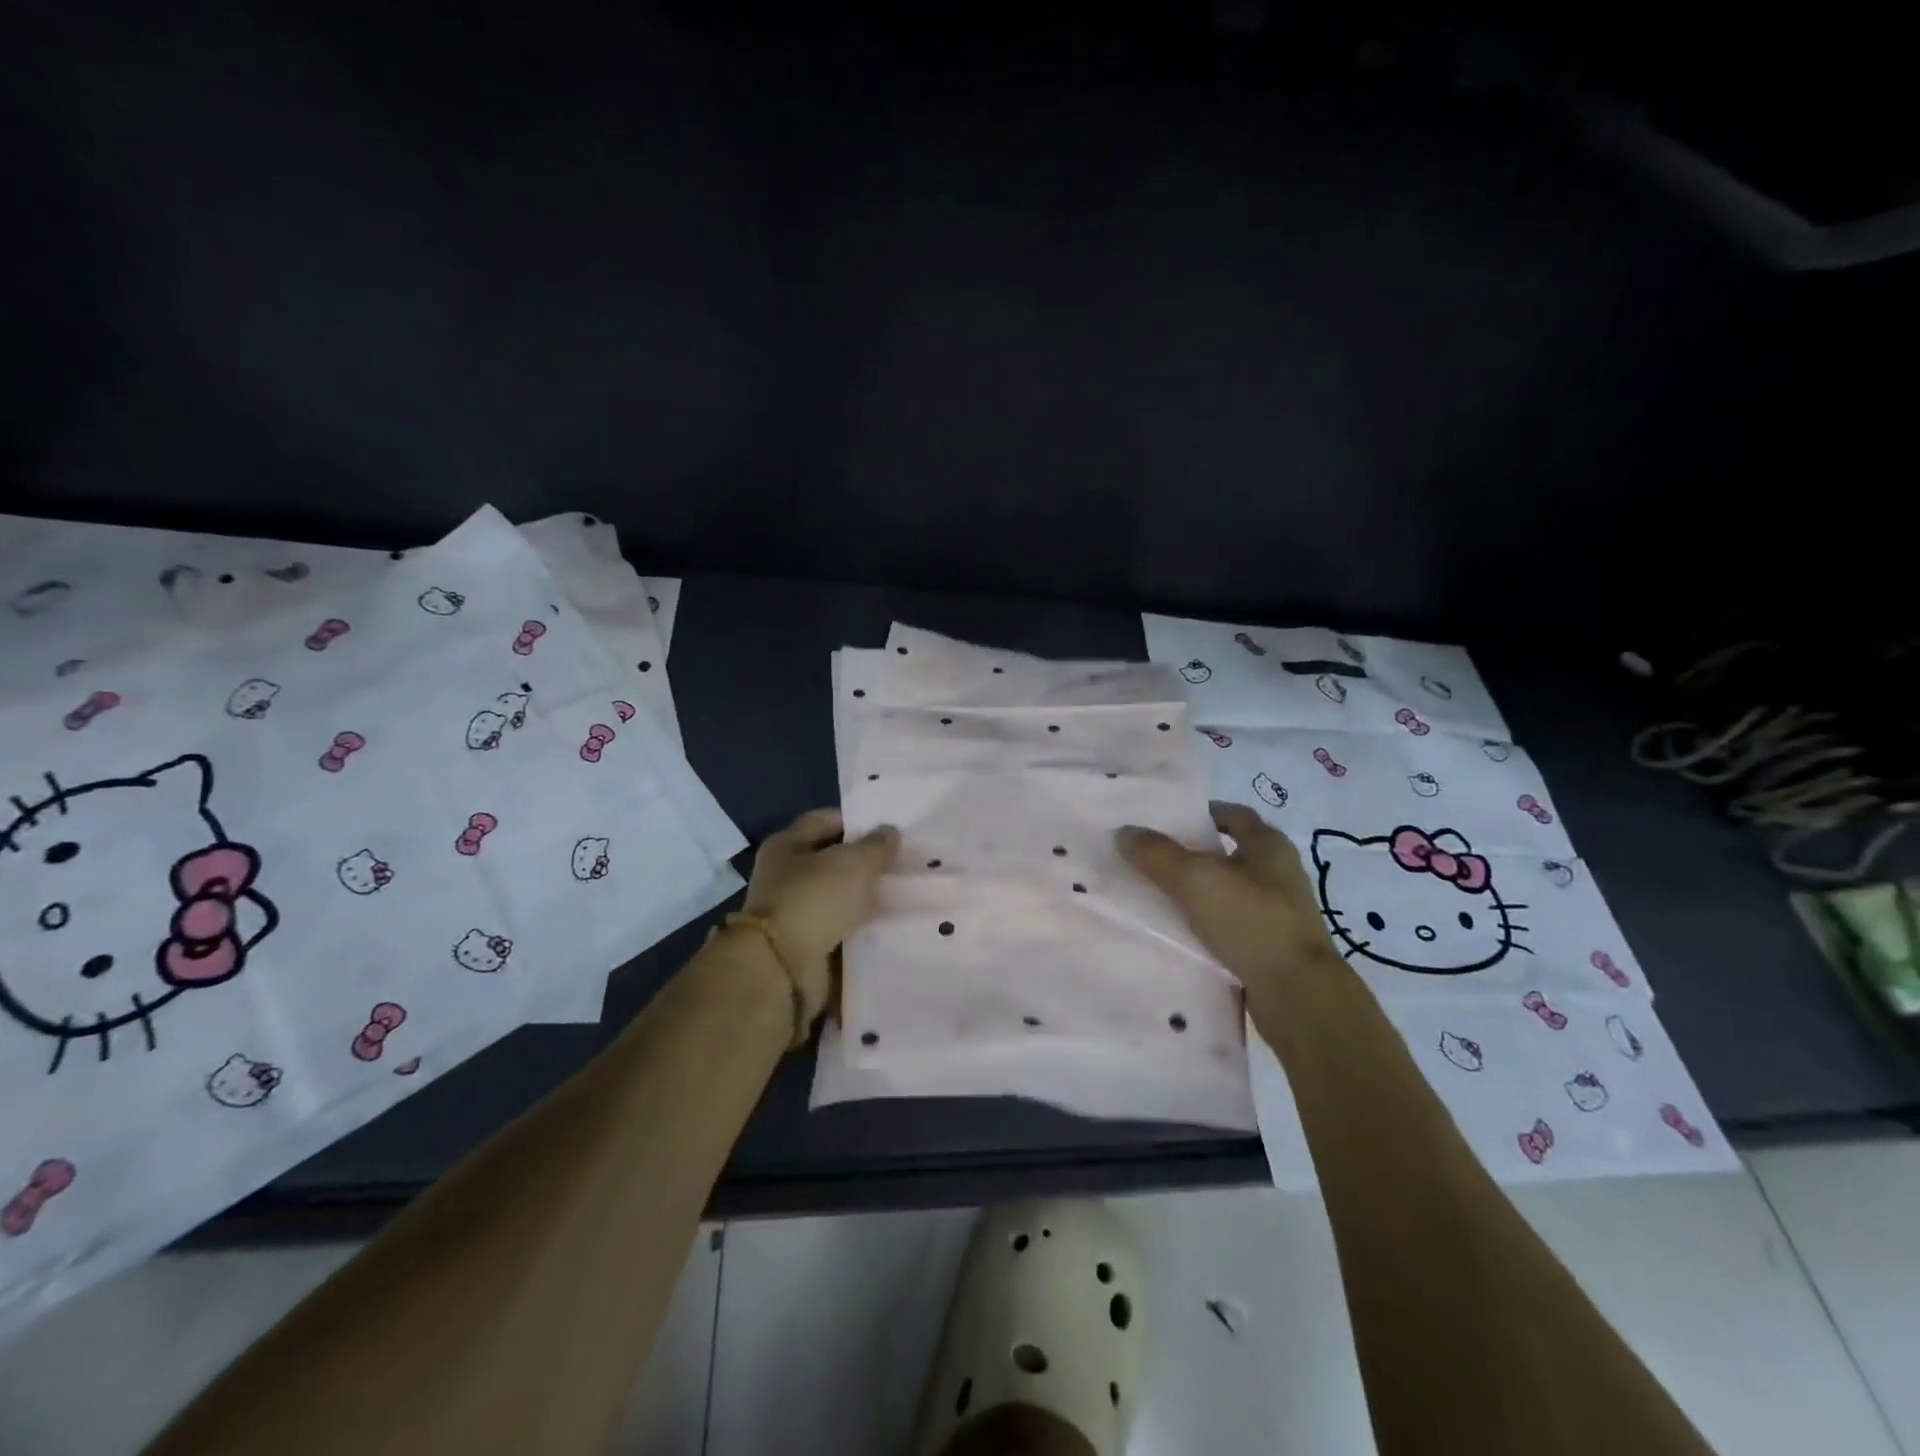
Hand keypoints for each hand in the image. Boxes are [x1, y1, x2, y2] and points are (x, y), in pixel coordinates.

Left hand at [743, 808, 899, 1019]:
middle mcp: (785, 876)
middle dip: (866, 864)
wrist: (782, 969)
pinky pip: (840, 930)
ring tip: (904, 897)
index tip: (891, 831)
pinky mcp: (805, 946)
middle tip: (904, 865)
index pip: (826, 821)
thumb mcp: (853, 863)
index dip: (858, 823)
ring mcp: (794, 912)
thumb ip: (876, 846)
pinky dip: (860, 929)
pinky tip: (890, 927)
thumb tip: (889, 833)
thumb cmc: (813, 901)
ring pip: (839, 898)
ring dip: (865, 899)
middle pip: (833, 861)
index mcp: (787, 845)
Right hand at [1117, 800, 1340, 995]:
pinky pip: (1231, 925)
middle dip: (1193, 854)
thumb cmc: (1250, 921)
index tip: (1168, 821)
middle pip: (1229, 854)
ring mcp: (1280, 912)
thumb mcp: (1194, 879)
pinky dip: (1207, 925)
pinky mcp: (1273, 946)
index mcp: (1270, 846)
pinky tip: (1180, 933)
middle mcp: (1280, 873)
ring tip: (1159, 897)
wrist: (1297, 995)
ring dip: (1198, 892)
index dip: (1202, 813)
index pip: (1234, 815)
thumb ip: (1157, 854)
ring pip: (1228, 892)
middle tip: (1153, 858)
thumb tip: (1125, 832)